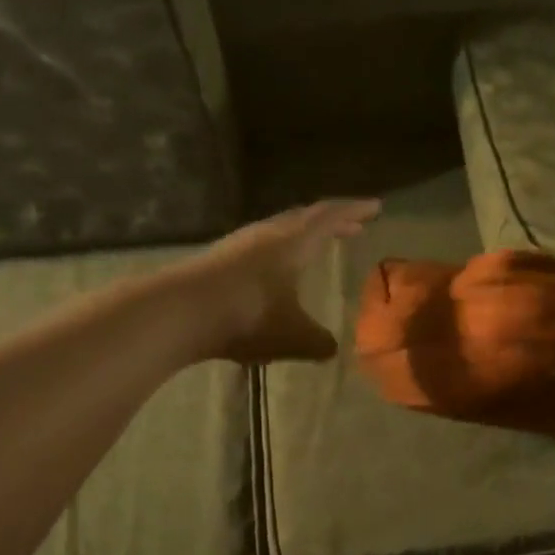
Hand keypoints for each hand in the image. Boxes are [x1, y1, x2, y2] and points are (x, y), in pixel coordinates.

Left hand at [188, 199, 380, 362]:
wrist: (178, 312)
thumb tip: (332, 348)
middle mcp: (268, 235)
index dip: (355, 211)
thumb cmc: (247, 317)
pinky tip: (276, 272)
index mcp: (294, 243)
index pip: (331, 218)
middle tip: (352, 226)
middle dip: (332, 221)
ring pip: (280, 230)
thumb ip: (319, 342)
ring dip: (303, 235)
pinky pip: (260, 247)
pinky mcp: (219, 260)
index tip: (376, 207)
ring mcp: (239, 245)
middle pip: (305, 218)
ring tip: (315, 246)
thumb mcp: (293, 336)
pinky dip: (280, 251)